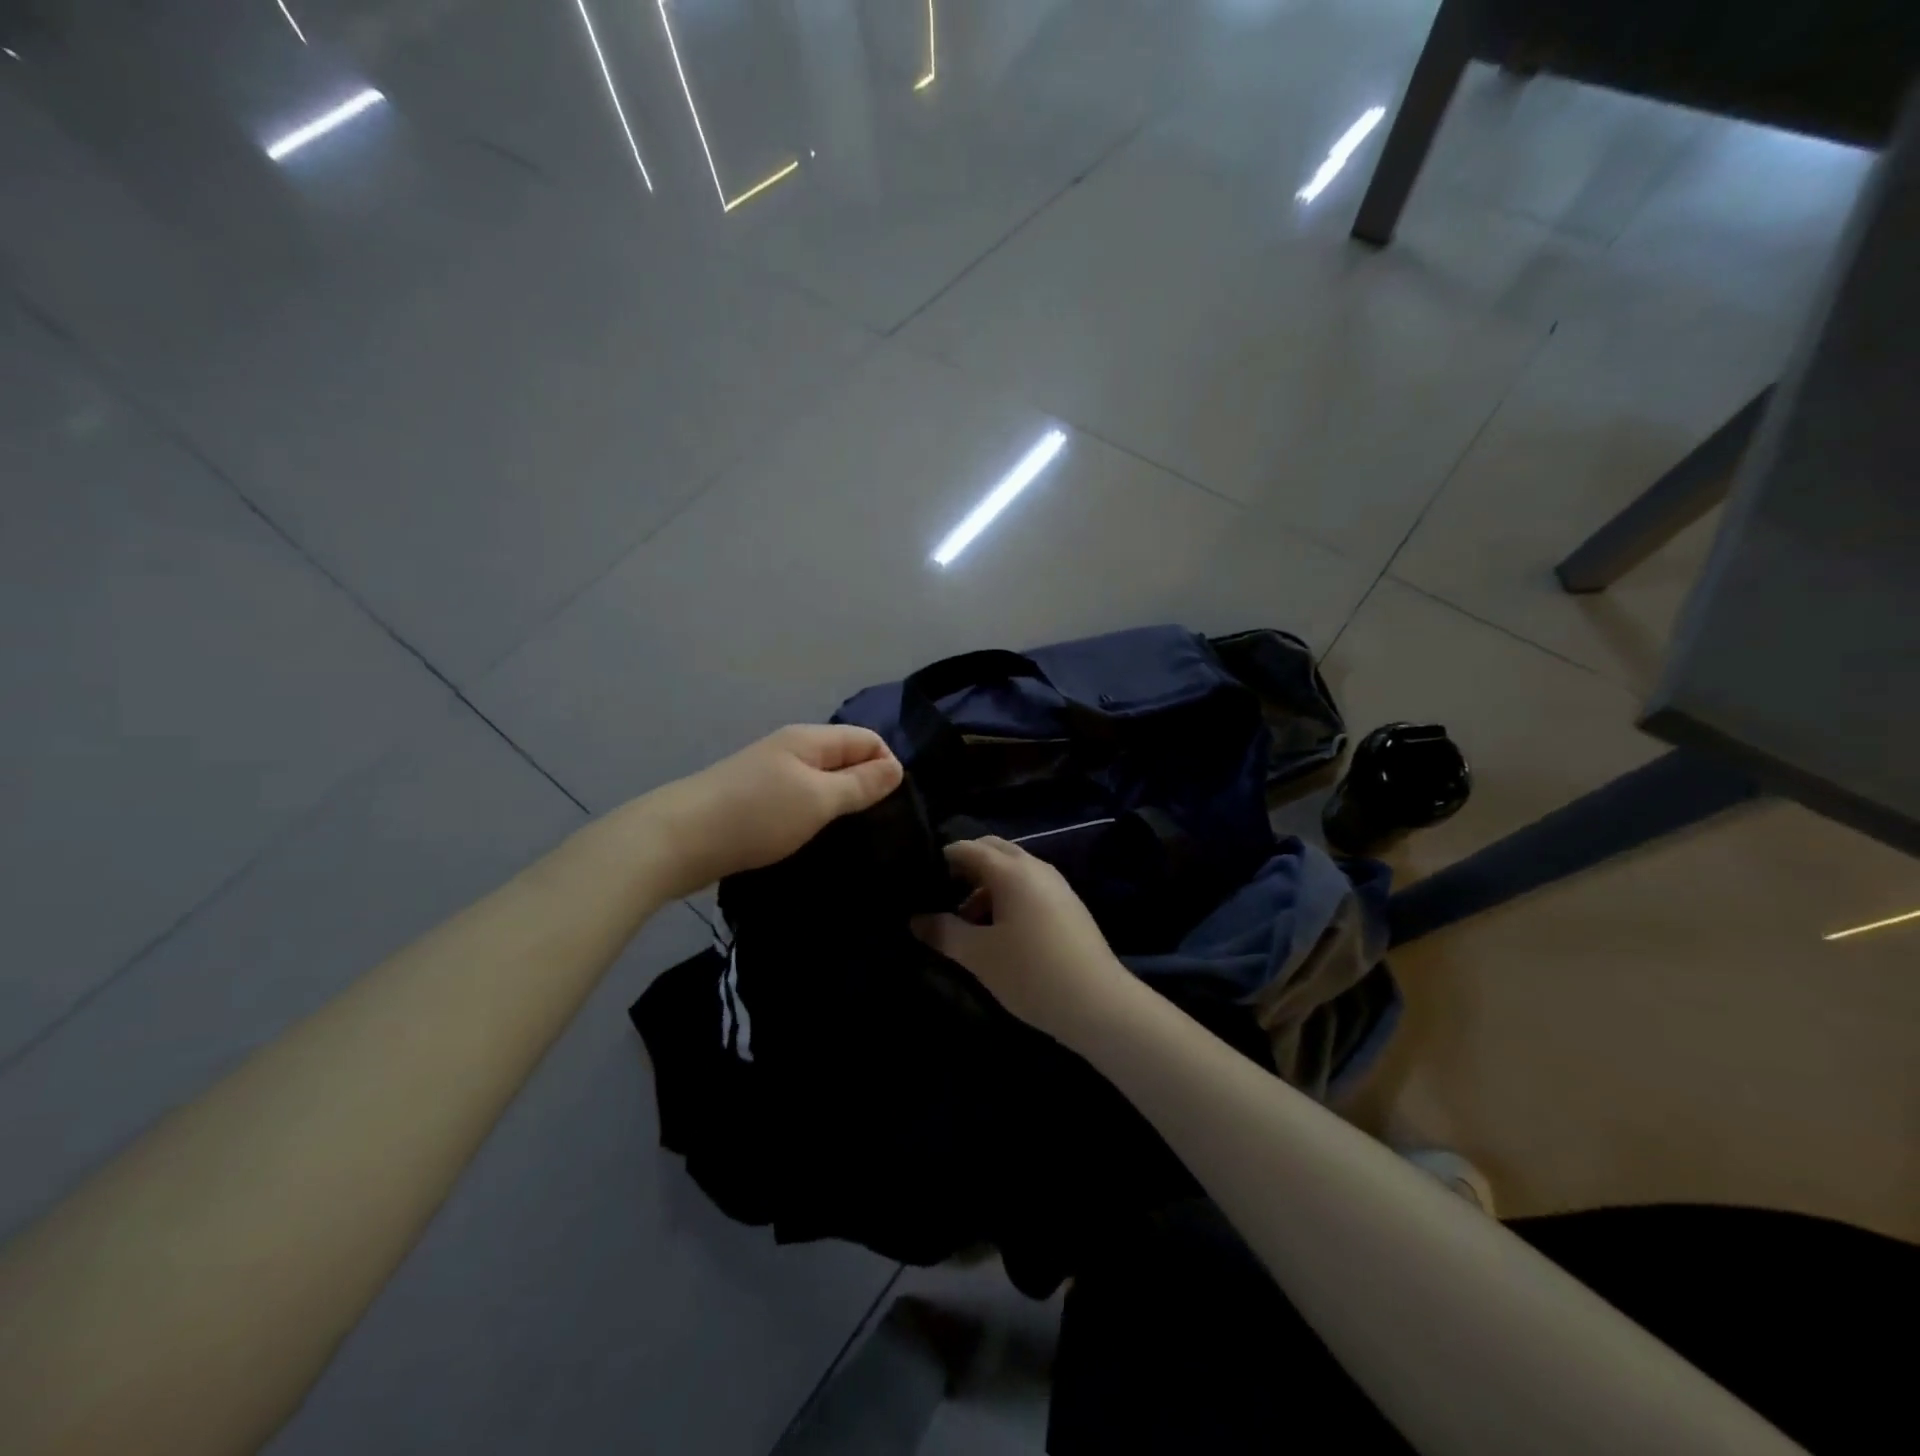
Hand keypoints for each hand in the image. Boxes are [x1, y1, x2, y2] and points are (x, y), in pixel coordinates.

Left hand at [648, 725, 902, 895]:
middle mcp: (791, 748)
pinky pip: (798, 796)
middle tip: (876, 825)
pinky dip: (813, 813)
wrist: (677, 839)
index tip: (893, 807)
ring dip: (838, 802)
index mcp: (810, 739)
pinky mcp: (753, 798)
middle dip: (865, 785)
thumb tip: (896, 767)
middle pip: (844, 757)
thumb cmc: (756, 815)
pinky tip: (812, 836)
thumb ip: (860, 784)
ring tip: (848, 834)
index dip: (887, 767)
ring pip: (821, 779)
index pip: (867, 740)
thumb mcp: (818, 800)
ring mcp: (769, 772)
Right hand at [912, 837, 1133, 1048]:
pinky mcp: (1067, 905)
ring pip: (1011, 871)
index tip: (918, 883)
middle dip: (964, 869)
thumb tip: (915, 919)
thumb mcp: (978, 956)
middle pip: (992, 851)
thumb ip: (943, 932)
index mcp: (1012, 871)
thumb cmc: (1031, 973)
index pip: (967, 848)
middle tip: (940, 898)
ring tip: (964, 924)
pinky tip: (996, 933)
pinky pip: (1028, 887)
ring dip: (985, 887)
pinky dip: (1006, 898)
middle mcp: (1035, 867)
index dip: (939, 860)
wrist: (1099, 1004)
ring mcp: (1056, 885)